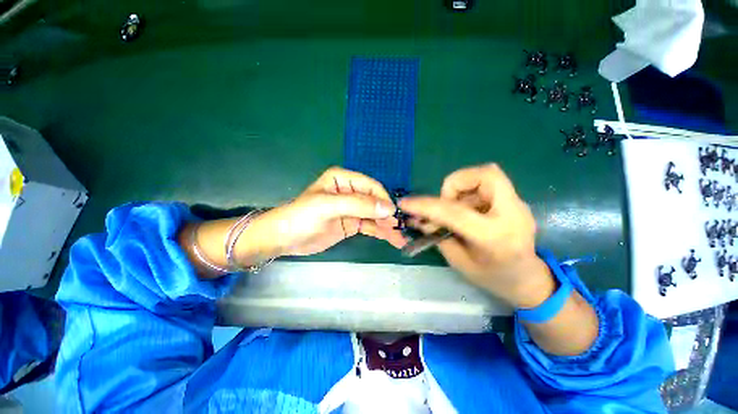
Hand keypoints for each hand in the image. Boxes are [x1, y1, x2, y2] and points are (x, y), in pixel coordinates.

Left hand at [244, 167, 405, 258]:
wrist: (284, 238)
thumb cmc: (302, 216)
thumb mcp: (329, 206)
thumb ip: (359, 205)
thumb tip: (388, 208)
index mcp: (344, 180)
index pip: (370, 186)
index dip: (383, 199)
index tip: (393, 213)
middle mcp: (350, 192)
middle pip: (375, 202)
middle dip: (387, 215)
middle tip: (400, 228)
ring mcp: (352, 209)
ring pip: (374, 216)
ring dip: (387, 226)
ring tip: (400, 239)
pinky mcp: (351, 224)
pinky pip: (369, 226)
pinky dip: (380, 232)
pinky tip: (391, 239)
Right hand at [399, 164, 554, 307]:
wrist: (528, 280)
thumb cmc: (492, 278)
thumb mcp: (458, 261)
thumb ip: (438, 235)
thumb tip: (419, 218)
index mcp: (495, 237)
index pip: (454, 212)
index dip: (426, 205)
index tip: (405, 203)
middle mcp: (512, 214)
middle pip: (485, 174)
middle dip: (455, 182)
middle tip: (445, 201)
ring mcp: (519, 205)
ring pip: (487, 175)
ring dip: (462, 188)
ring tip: (456, 209)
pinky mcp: (516, 202)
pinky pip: (489, 185)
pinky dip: (471, 192)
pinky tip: (468, 211)